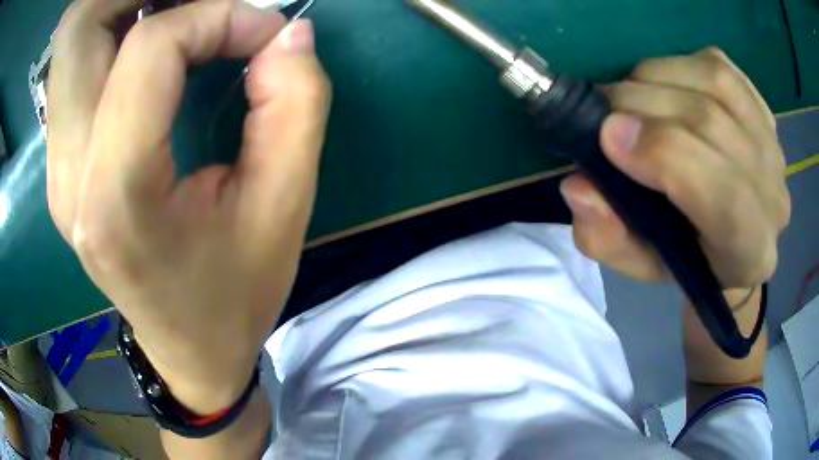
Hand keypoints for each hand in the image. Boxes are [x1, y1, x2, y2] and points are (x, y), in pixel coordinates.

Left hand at [47, 0, 330, 411]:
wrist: (188, 350)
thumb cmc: (236, 294)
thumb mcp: (284, 207)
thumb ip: (294, 104)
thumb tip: (287, 33)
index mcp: (117, 198)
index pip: (150, 49)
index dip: (216, 17)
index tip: (262, 36)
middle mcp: (69, 175)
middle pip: (80, 26)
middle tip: (200, 1)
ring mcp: (57, 168)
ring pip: (71, 40)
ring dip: (124, 7)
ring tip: (181, 13)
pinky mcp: (62, 163)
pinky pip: (74, 65)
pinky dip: (114, 32)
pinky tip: (156, 46)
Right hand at [560, 48, 789, 288]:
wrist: (733, 233)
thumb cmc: (687, 256)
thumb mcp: (640, 263)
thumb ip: (607, 237)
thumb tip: (579, 185)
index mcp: (750, 251)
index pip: (727, 198)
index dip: (668, 155)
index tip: (608, 137)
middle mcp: (773, 195)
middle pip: (713, 125)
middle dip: (644, 106)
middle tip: (603, 114)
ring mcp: (772, 144)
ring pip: (713, 83)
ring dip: (656, 79)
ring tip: (631, 101)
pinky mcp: (761, 106)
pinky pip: (717, 65)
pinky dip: (678, 65)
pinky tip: (664, 86)